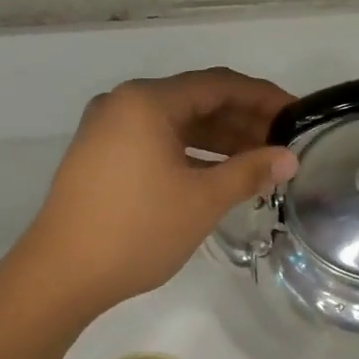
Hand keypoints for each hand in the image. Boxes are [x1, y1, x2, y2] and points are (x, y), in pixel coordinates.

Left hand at [19, 68, 298, 316]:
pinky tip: (215, 175)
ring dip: (216, 139)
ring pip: (173, 125)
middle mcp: (123, 104)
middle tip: (281, 144)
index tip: (297, 116)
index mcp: (147, 101)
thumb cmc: (137, 231)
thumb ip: (249, 172)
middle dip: (241, 121)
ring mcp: (105, 130)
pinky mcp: (98, 156)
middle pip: (195, 101)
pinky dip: (187, 154)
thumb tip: (289, 158)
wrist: (61, 273)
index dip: (263, 98)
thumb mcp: (201, 201)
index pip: (219, 85)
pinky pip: (153, 143)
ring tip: (256, 162)